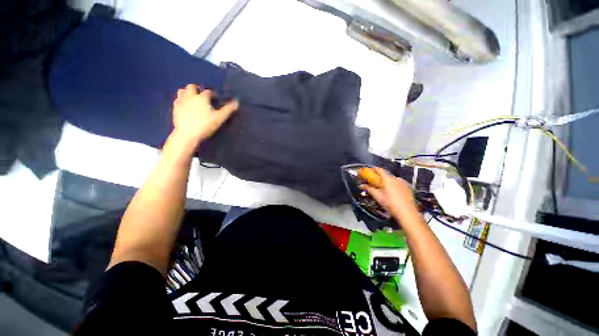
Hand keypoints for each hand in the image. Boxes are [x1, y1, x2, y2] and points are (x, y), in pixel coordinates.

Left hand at [172, 84, 238, 142]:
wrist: (187, 134)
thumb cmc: (205, 125)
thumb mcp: (220, 118)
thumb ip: (228, 110)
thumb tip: (237, 102)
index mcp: (202, 97)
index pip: (208, 92)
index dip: (213, 94)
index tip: (217, 99)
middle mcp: (190, 96)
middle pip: (192, 87)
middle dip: (198, 89)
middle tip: (203, 96)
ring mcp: (181, 101)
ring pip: (182, 91)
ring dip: (188, 92)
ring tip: (193, 98)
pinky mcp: (175, 108)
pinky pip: (177, 99)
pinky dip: (182, 99)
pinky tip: (186, 105)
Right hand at [361, 167, 419, 223]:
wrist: (407, 213)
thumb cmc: (391, 204)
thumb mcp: (378, 197)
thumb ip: (369, 189)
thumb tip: (361, 185)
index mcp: (388, 179)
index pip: (379, 170)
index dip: (373, 169)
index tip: (368, 171)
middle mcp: (396, 178)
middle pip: (385, 175)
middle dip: (379, 177)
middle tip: (374, 182)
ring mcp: (403, 183)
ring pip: (392, 179)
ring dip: (386, 181)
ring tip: (383, 188)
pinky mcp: (408, 188)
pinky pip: (398, 183)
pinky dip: (393, 185)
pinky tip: (392, 192)